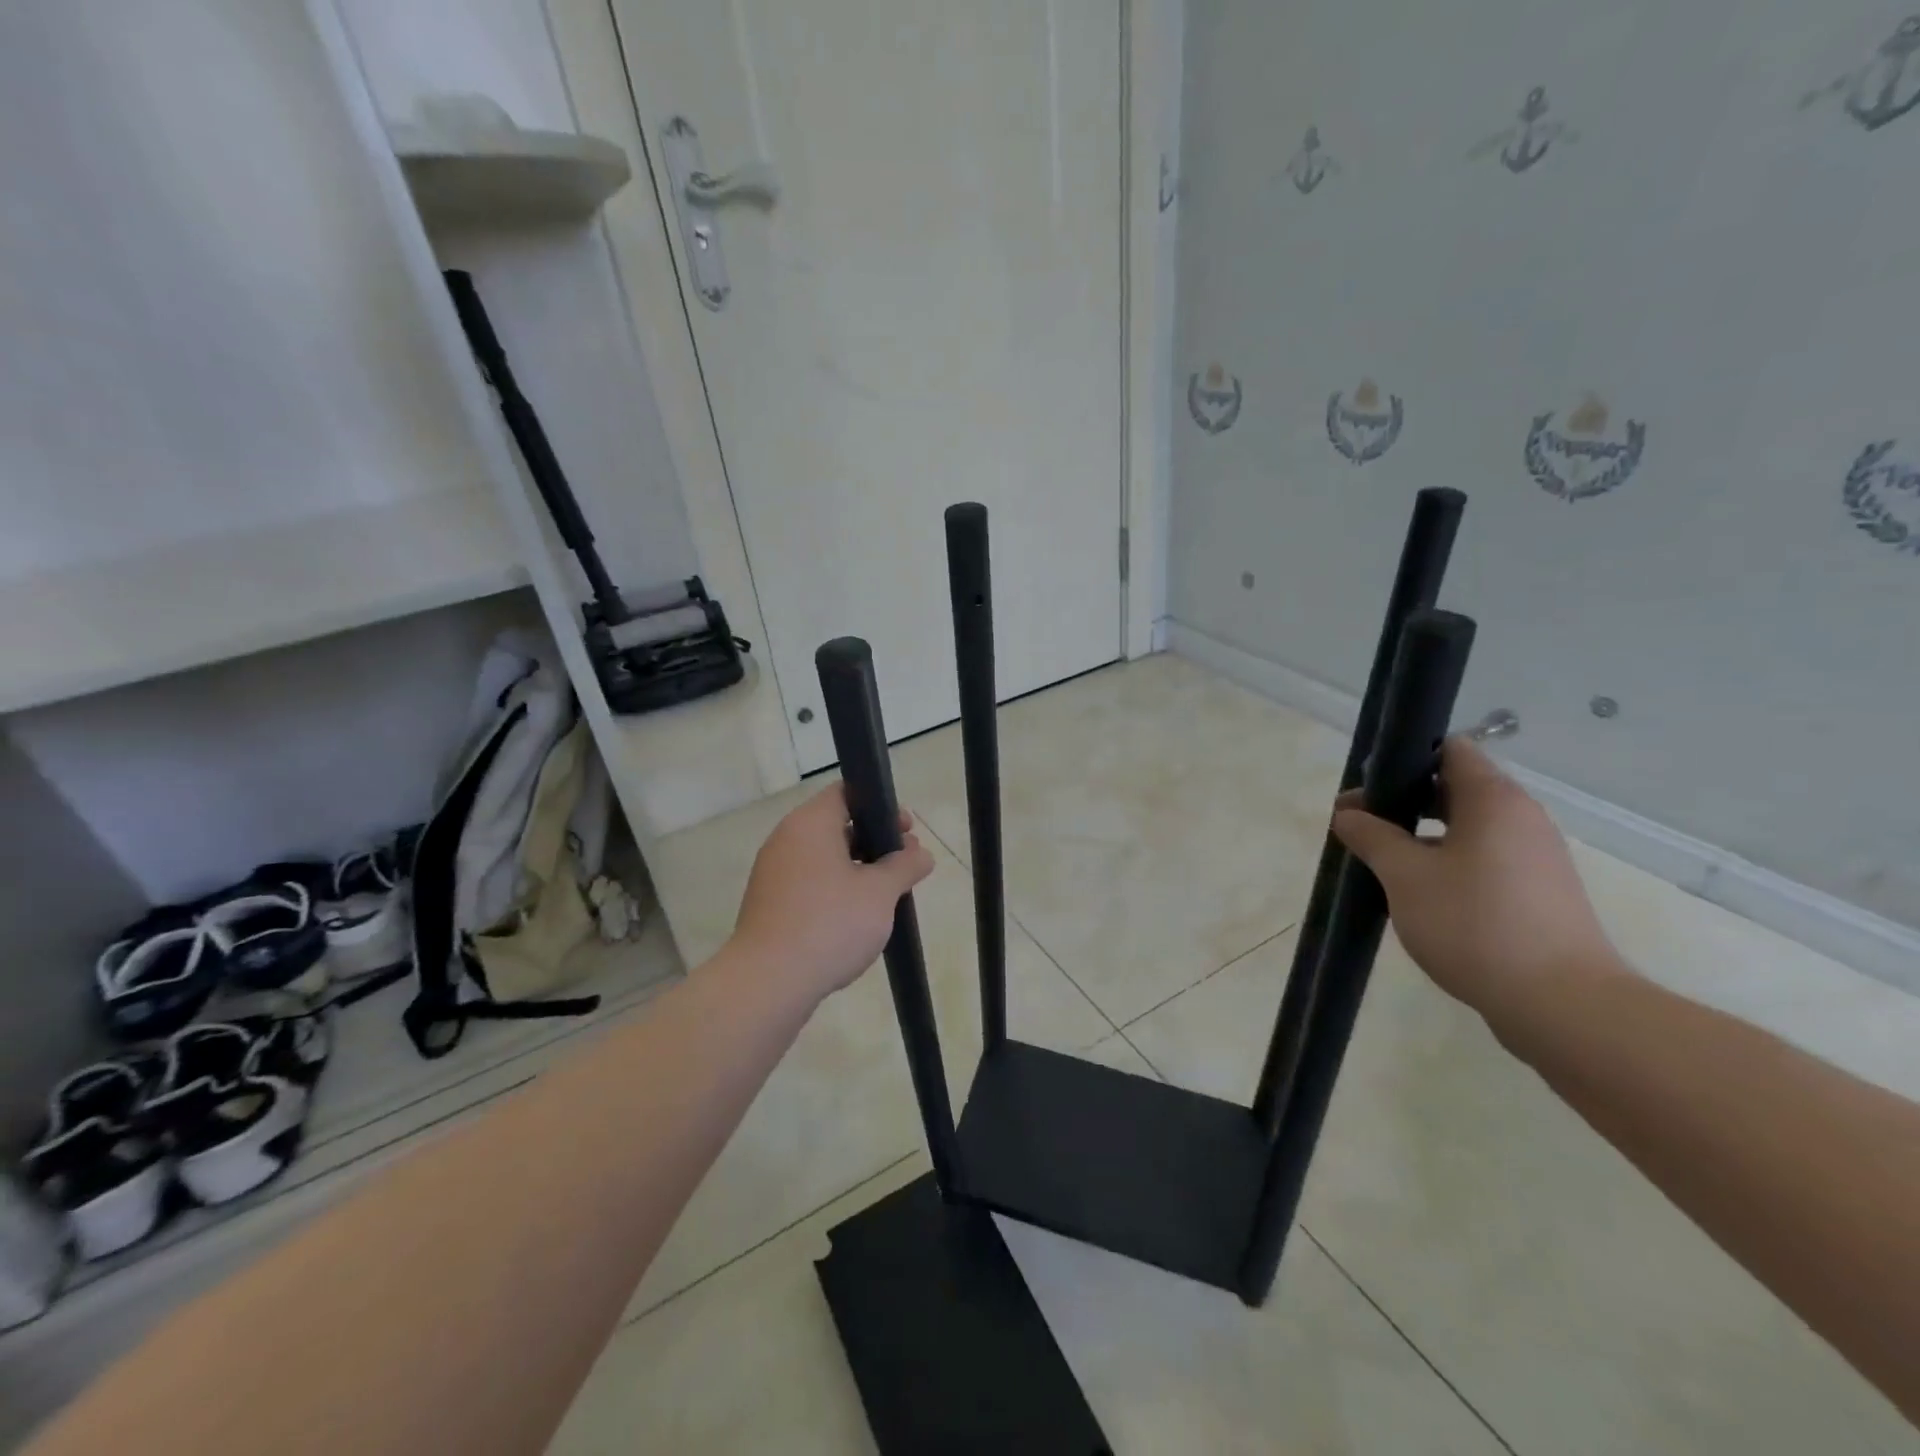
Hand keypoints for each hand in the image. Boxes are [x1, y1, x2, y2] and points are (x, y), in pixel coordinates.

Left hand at [729, 785, 936, 1001]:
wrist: (768, 982)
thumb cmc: (830, 923)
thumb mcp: (880, 893)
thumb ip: (905, 866)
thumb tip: (921, 854)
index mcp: (810, 823)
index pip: (847, 793)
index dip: (881, 806)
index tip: (906, 830)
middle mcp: (786, 839)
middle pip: (836, 825)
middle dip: (874, 841)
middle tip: (905, 863)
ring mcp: (773, 873)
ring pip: (823, 857)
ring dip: (857, 868)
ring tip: (886, 895)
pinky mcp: (769, 904)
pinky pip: (809, 883)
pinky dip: (835, 889)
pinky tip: (856, 917)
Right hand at [1331, 737, 1621, 1019]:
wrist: (1561, 1005)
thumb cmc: (1474, 924)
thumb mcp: (1405, 876)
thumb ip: (1372, 837)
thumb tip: (1347, 815)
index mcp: (1494, 800)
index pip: (1449, 750)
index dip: (1404, 760)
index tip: (1365, 787)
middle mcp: (1521, 819)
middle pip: (1455, 788)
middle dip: (1402, 801)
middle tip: (1358, 825)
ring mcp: (1535, 858)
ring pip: (1467, 827)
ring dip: (1421, 836)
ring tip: (1379, 861)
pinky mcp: (1537, 893)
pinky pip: (1483, 859)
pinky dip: (1446, 862)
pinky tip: (1416, 893)